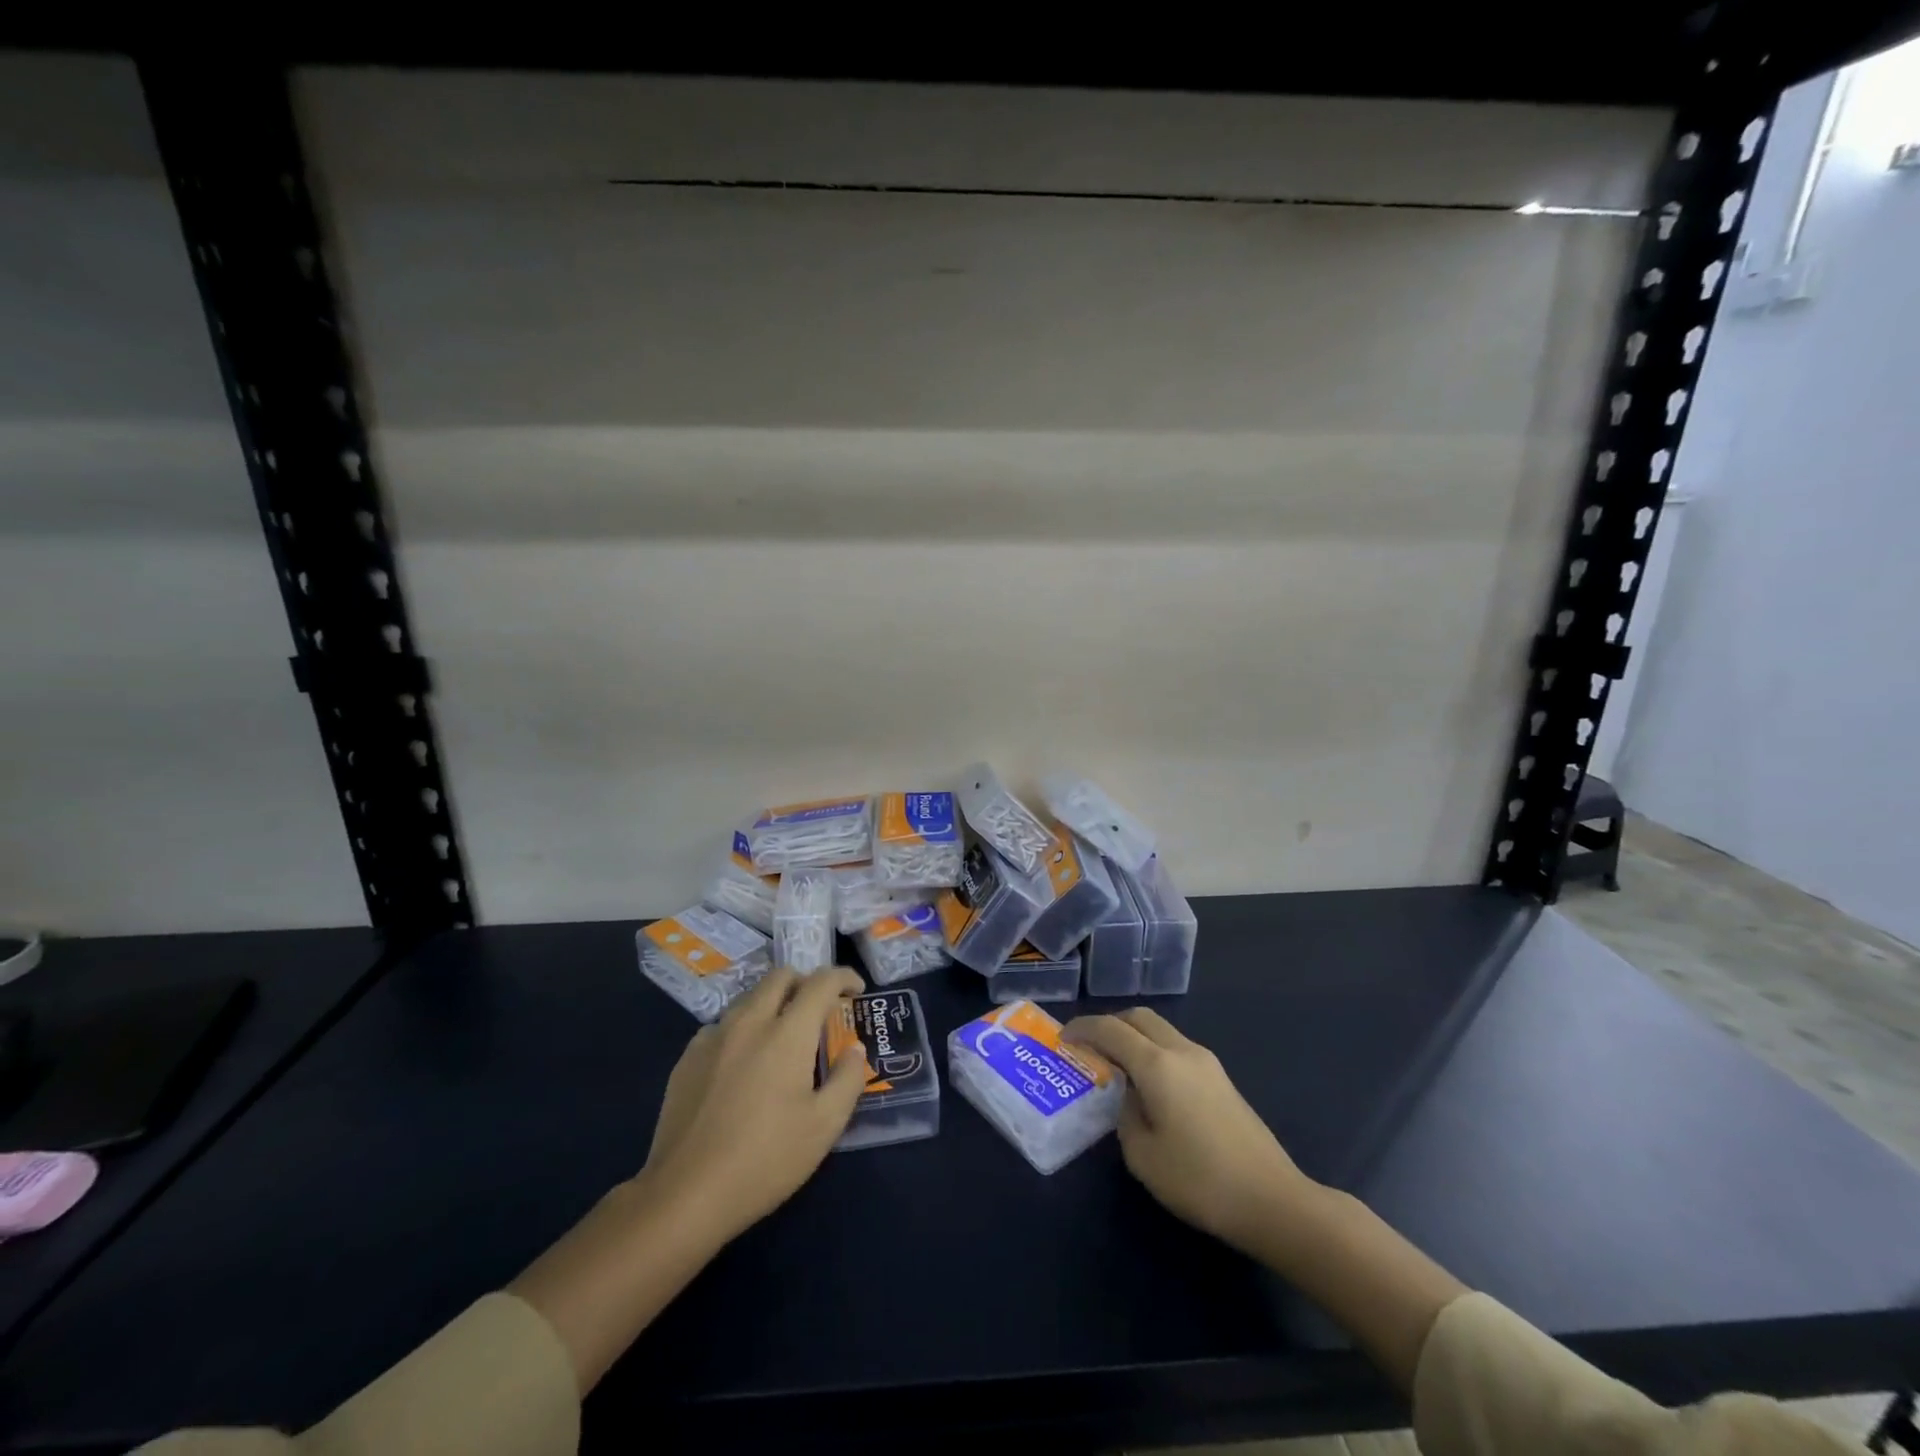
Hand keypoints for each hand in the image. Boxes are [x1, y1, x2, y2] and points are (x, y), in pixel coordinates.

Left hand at [640, 966, 868, 1244]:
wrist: (684, 1195)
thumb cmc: (765, 1160)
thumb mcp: (824, 1126)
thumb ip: (848, 1079)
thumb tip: (854, 1049)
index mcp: (787, 1033)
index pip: (821, 982)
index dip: (844, 977)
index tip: (857, 990)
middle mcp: (749, 1022)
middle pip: (780, 977)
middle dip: (806, 982)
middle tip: (820, 1009)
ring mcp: (713, 1037)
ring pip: (749, 998)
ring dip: (773, 1003)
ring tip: (782, 1036)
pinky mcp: (687, 1058)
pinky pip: (722, 1025)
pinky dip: (743, 1028)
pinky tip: (743, 1063)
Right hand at [1064, 1007, 1316, 1251]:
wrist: (1273, 1201)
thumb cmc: (1200, 1180)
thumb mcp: (1143, 1155)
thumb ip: (1125, 1115)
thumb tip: (1128, 1097)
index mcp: (1158, 1064)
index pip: (1110, 1030)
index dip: (1082, 1029)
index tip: (1063, 1039)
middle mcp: (1182, 1051)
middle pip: (1139, 1018)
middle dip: (1110, 1025)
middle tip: (1089, 1047)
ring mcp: (1207, 1063)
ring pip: (1161, 1031)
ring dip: (1134, 1038)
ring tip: (1116, 1067)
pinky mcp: (1222, 1079)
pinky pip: (1177, 1049)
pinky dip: (1154, 1053)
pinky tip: (1149, 1085)